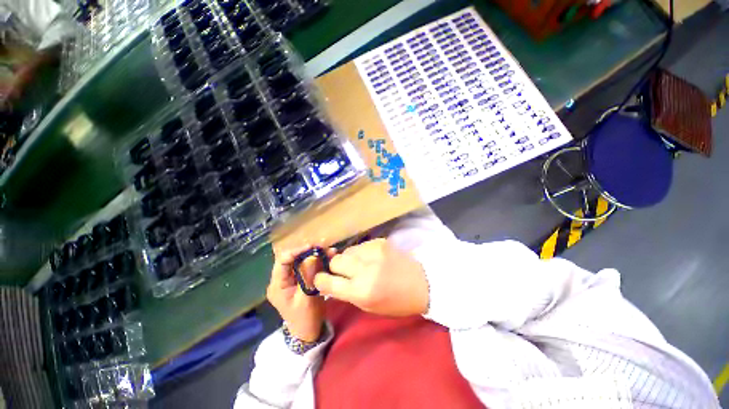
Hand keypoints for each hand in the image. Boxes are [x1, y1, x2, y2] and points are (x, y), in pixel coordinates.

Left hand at [267, 245, 335, 341]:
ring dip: (315, 254)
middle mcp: (283, 278)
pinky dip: (318, 261)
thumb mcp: (307, 299)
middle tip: (323, 246)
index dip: (296, 251)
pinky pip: (308, 266)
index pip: (282, 261)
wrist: (308, 333)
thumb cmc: (305, 319)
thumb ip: (308, 276)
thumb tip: (313, 255)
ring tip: (329, 250)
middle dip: (308, 251)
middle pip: (292, 258)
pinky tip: (329, 257)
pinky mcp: (301, 279)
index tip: (312, 247)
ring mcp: (292, 278)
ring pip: (302, 260)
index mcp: (278, 284)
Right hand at [313, 238, 428, 316]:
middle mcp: (365, 269)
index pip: (328, 282)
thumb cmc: (397, 302)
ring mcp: (373, 251)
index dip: (320, 280)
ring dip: (349, 259)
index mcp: (362, 291)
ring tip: (360, 265)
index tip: (321, 279)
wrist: (424, 282)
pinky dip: (360, 253)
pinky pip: (360, 246)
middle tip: (346, 272)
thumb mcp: (370, 307)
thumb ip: (347, 294)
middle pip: (335, 261)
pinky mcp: (380, 241)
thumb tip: (329, 283)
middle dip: (335, 267)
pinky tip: (371, 258)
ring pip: (347, 251)